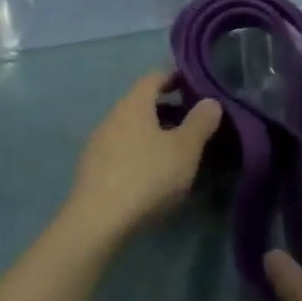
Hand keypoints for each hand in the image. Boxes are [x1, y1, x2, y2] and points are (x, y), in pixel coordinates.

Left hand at [67, 72, 222, 239]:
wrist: (97, 223)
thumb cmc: (147, 176)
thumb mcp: (185, 149)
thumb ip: (200, 122)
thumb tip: (210, 102)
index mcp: (133, 105)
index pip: (153, 77)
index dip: (174, 77)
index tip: (194, 86)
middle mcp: (111, 118)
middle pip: (141, 104)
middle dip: (167, 109)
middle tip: (193, 123)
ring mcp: (97, 145)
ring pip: (130, 129)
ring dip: (153, 134)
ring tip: (176, 152)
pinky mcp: (91, 171)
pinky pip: (121, 151)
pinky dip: (140, 153)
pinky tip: (153, 175)